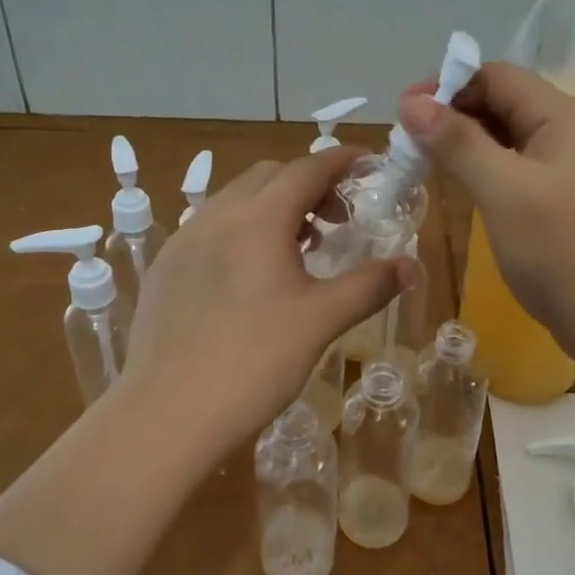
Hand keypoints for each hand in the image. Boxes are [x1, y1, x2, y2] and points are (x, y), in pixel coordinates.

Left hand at [125, 147, 407, 460]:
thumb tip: (410, 266)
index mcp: (258, 218)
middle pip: (270, 175)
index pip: (307, 168)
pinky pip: (210, 228)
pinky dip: (242, 230)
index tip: (369, 164)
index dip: (342, 160)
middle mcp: (217, 215)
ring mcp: (184, 240)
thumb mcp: (321, 321)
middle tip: (337, 219)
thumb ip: (368, 286)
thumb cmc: (254, 362)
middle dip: (309, 184)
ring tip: (299, 249)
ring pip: (236, 200)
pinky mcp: (164, 268)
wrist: (167, 414)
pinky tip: (251, 277)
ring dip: (274, 207)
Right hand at [399, 63, 574, 366]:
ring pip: (505, 138)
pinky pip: (514, 169)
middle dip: (451, 116)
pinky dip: (481, 170)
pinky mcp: (562, 200)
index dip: (447, 86)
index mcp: (561, 115)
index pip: (496, 76)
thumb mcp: (502, 189)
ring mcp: (567, 168)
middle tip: (406, 144)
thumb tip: (411, 102)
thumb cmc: (562, 248)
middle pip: (501, 103)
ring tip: (421, 164)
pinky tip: (457, 187)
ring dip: (463, 144)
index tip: (404, 114)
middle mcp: (567, 131)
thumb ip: (457, 142)